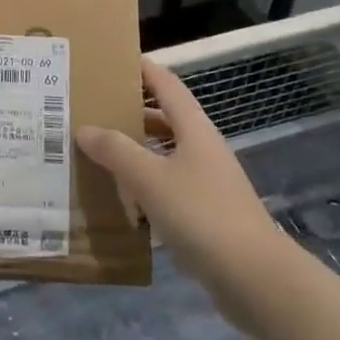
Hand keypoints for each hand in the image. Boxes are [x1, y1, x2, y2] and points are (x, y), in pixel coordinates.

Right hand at [76, 60, 287, 313]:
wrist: (254, 277)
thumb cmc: (201, 215)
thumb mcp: (150, 178)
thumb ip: (116, 150)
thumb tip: (84, 128)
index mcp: (194, 129)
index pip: (166, 84)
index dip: (141, 69)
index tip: (110, 61)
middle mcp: (202, 149)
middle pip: (164, 119)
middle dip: (129, 112)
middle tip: (90, 111)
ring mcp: (207, 182)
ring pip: (164, 155)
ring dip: (134, 152)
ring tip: (96, 153)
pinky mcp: (206, 213)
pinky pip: (168, 188)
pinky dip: (144, 187)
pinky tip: (121, 201)